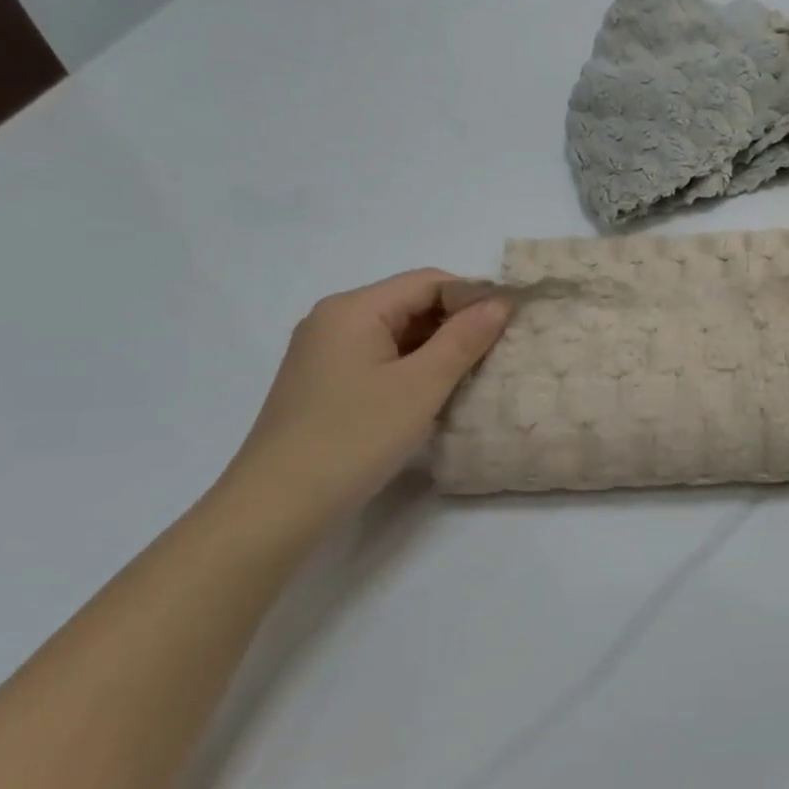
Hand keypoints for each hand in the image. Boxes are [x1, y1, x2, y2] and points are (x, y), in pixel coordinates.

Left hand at [218, 270, 508, 530]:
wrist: (277, 507)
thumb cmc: (354, 438)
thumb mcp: (421, 386)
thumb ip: (464, 339)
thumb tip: (500, 302)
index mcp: (354, 308)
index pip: (428, 281)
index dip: (473, 297)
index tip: (511, 324)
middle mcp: (334, 319)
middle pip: (410, 303)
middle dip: (456, 323)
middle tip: (498, 352)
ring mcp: (324, 352)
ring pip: (396, 333)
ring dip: (436, 348)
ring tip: (473, 374)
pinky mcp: (323, 382)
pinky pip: (378, 358)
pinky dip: (411, 367)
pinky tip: (433, 393)